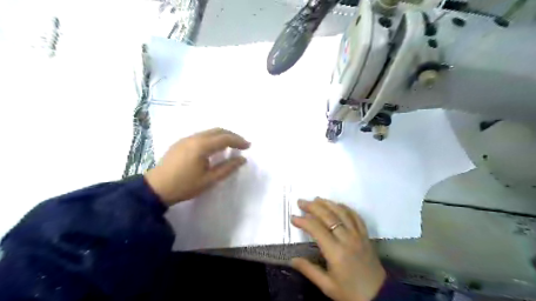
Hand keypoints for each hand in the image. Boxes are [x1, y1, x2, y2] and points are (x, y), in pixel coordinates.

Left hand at [144, 127, 249, 205]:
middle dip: (232, 135)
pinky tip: (214, 148)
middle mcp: (194, 138)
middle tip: (242, 144)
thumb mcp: (209, 180)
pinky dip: (212, 138)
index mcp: (201, 146)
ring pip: (209, 131)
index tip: (248, 146)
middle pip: (218, 130)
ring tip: (231, 145)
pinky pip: (201, 135)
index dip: (238, 141)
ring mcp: (186, 139)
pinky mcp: (180, 142)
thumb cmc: (184, 186)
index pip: (225, 138)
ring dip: (222, 136)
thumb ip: (227, 168)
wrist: (156, 188)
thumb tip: (242, 159)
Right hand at [292, 198, 387, 300]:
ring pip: (342, 212)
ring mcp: (358, 235)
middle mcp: (347, 239)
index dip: (303, 221)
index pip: (316, 229)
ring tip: (316, 199)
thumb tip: (292, 259)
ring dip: (328, 203)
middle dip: (313, 207)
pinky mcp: (365, 235)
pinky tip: (338, 204)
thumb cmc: (350, 293)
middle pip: (328, 216)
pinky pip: (356, 216)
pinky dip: (346, 208)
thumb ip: (309, 270)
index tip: (293, 217)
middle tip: (301, 202)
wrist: (379, 296)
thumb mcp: (327, 286)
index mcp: (336, 252)